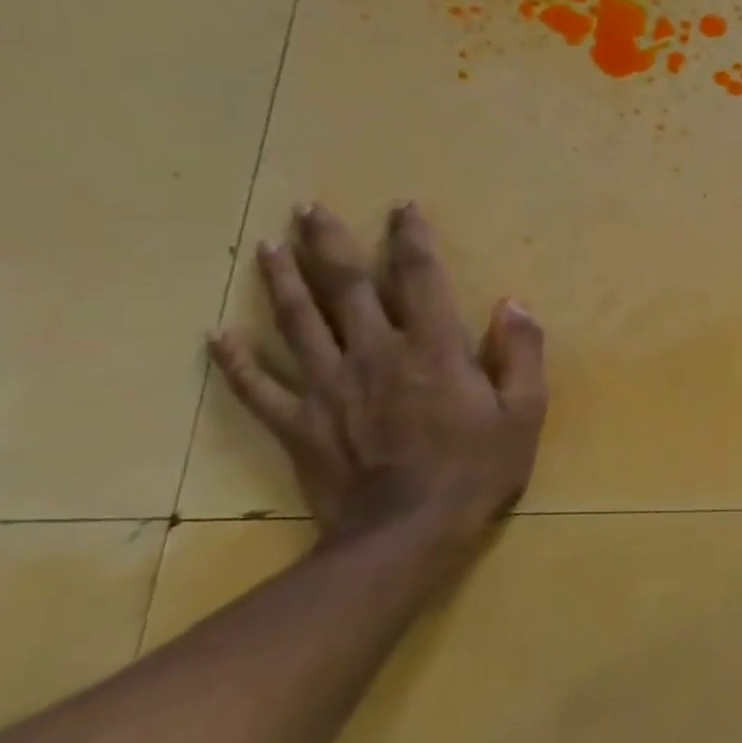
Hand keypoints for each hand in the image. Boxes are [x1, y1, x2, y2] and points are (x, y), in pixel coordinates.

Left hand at [208, 203, 547, 555]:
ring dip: (281, 281)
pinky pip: (258, 386)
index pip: (419, 278)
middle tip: (309, 208)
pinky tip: (217, 337)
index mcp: (432, 349)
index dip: (410, 239)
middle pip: (346, 287)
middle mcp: (374, 354)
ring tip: (266, 247)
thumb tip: (513, 303)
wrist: (407, 534)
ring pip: (296, 322)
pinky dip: (235, 360)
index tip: (401, 208)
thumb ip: (522, 353)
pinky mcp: (299, 423)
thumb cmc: (477, 470)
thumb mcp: (524, 412)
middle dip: (330, 243)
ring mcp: (328, 387)